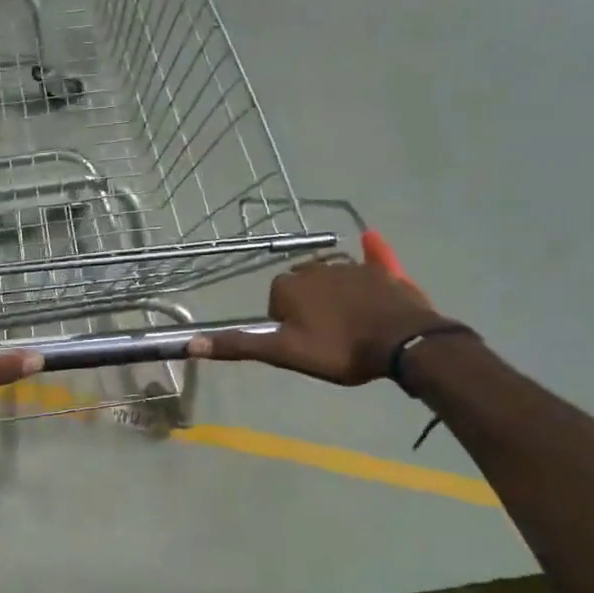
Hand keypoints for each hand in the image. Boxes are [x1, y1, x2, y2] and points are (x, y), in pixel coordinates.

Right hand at [189, 257, 450, 385]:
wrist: (403, 342)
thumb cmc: (339, 349)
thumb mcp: (284, 353)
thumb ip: (240, 345)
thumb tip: (190, 343)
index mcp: (290, 285)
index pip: (275, 301)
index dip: (285, 324)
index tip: (302, 344)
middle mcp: (315, 267)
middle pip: (302, 287)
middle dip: (307, 307)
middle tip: (324, 338)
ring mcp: (351, 267)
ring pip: (332, 277)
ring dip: (333, 293)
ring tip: (349, 325)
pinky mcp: (381, 272)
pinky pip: (373, 259)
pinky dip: (371, 253)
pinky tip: (372, 239)